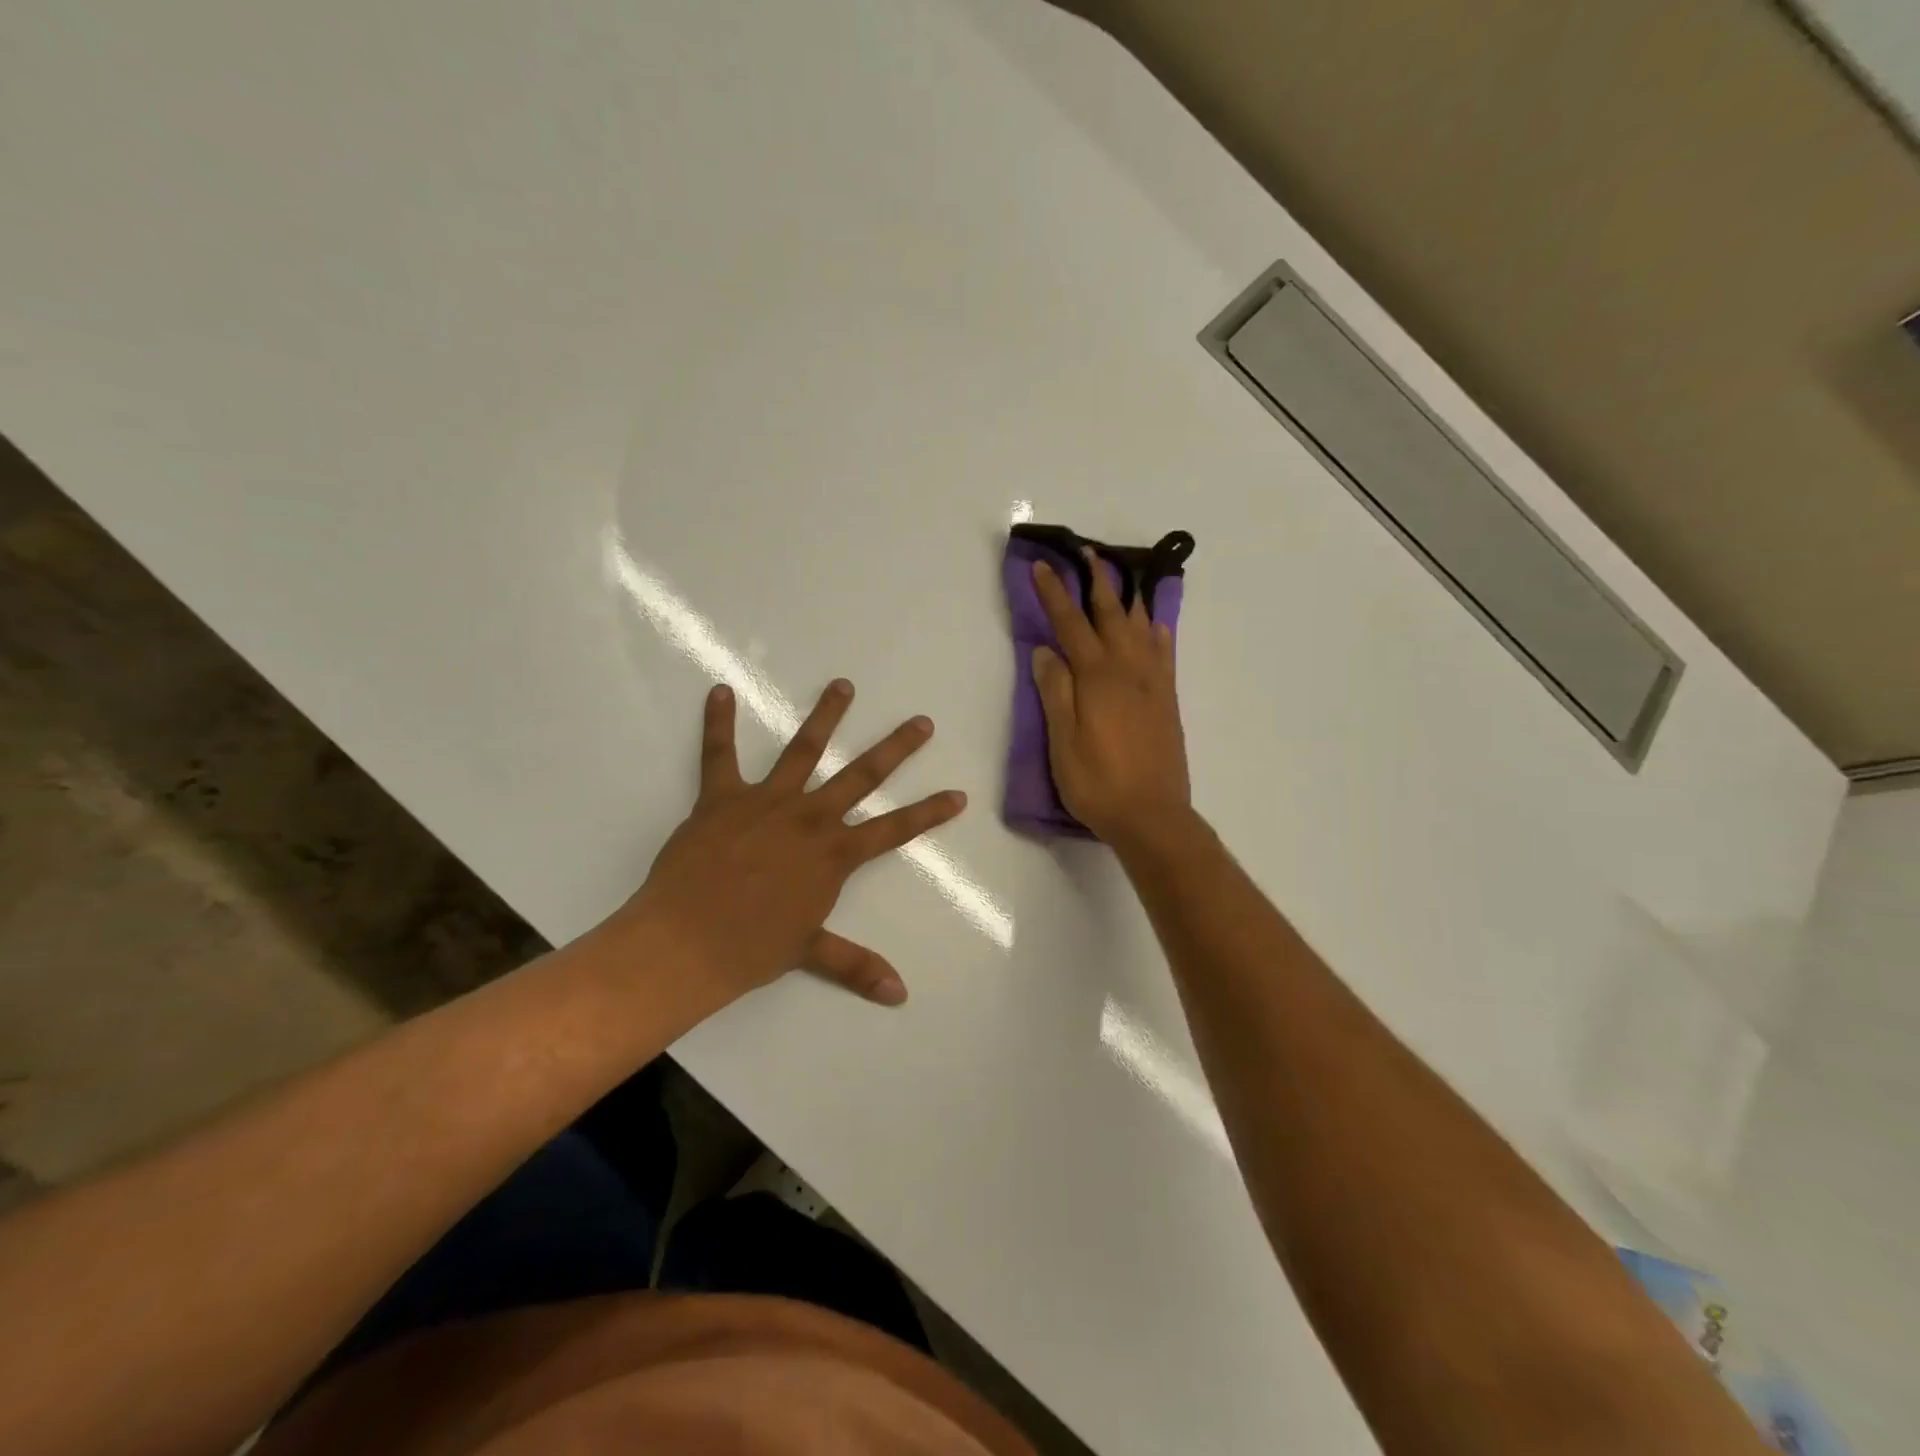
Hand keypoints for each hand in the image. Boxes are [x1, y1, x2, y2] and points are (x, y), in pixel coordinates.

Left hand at [616, 679, 965, 1008]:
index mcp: (834, 855)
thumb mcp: (810, 953)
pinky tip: (719, 692)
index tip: (958, 794)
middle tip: (921, 722)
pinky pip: (719, 754)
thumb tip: (901, 996)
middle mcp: (810, 818)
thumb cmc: (751, 949)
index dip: (929, 813)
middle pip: (862, 776)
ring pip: (804, 749)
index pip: (894, 830)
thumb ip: (857, 966)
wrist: (686, 943)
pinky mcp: (722, 797)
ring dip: (826, 715)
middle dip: (896, 748)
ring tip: (843, 685)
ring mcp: (767, 802)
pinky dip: (718, 722)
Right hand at [1031, 550, 1189, 846]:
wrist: (1152, 815)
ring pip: (1141, 627)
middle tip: (1088, 552)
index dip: (1054, 594)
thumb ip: (1055, 692)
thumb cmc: (1097, 783)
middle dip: (1097, 581)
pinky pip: (1165, 654)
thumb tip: (1045, 650)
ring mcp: (1153, 683)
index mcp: (1096, 678)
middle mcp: (1128, 670)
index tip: (1042, 567)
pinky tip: (1155, 624)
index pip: (1070, 624)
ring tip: (1120, 577)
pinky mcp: (1167, 700)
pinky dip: (1158, 632)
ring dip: (1128, 597)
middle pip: (1111, 614)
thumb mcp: (1062, 742)